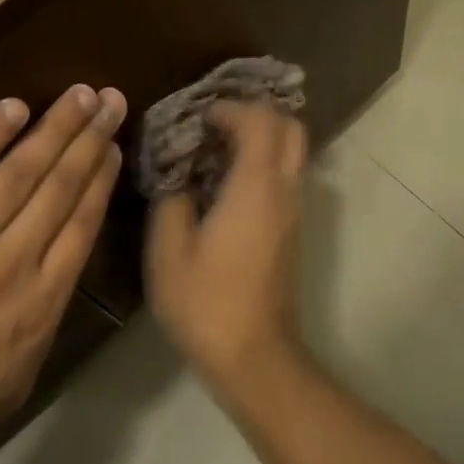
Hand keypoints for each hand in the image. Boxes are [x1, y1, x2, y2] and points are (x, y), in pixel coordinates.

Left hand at [0, 85, 124, 463]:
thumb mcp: (15, 381)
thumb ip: (41, 324)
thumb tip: (54, 278)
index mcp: (41, 304)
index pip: (81, 226)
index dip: (100, 180)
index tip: (114, 147)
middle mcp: (12, 264)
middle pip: (59, 190)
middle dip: (89, 141)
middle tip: (111, 101)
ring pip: (18, 174)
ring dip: (53, 130)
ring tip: (79, 95)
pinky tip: (12, 109)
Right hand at [146, 102, 307, 387]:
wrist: (254, 355)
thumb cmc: (206, 302)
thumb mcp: (169, 250)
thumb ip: (171, 200)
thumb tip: (178, 176)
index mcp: (255, 187)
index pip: (260, 120)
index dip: (229, 108)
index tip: (196, 117)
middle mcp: (284, 191)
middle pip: (290, 128)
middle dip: (255, 114)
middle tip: (214, 122)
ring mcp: (294, 213)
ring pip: (292, 153)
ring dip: (260, 138)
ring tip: (214, 148)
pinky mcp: (292, 232)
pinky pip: (285, 178)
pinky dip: (262, 163)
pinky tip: (224, 182)